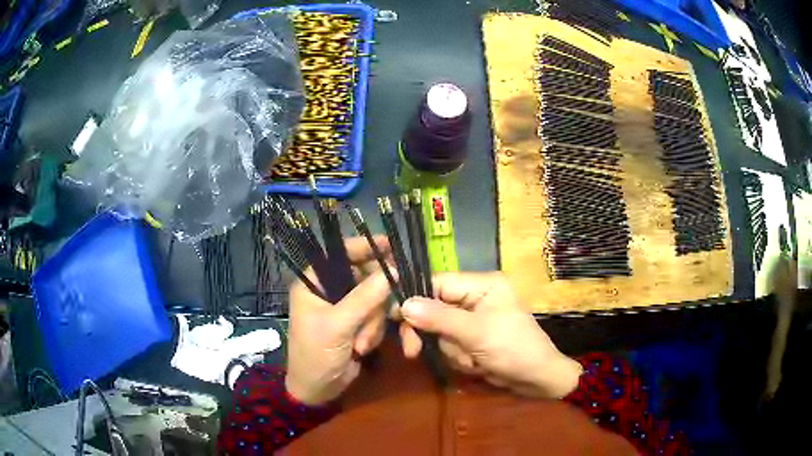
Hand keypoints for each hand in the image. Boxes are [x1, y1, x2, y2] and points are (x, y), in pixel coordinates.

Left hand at [285, 236, 394, 405]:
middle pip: (364, 278)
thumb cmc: (316, 354)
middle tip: (388, 311)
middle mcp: (329, 291)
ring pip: (374, 300)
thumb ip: (365, 298)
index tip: (389, 245)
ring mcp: (344, 308)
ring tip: (360, 344)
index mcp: (313, 283)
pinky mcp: (356, 324)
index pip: (338, 254)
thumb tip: (393, 270)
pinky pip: (376, 317)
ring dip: (373, 324)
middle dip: (373, 303)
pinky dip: (374, 332)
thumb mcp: (338, 326)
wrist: (318, 390)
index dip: (363, 247)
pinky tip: (362, 348)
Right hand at [399, 272, 581, 397]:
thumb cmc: (514, 349)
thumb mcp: (476, 333)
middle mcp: (476, 297)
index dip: (415, 298)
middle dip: (431, 333)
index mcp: (482, 284)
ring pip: (439, 331)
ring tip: (472, 360)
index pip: (438, 283)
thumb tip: (403, 304)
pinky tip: (475, 364)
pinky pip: (450, 345)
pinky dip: (457, 358)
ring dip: (450, 350)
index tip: (395, 318)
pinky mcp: (472, 338)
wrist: (537, 380)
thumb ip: (439, 318)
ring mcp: (473, 319)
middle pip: (434, 308)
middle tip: (413, 352)